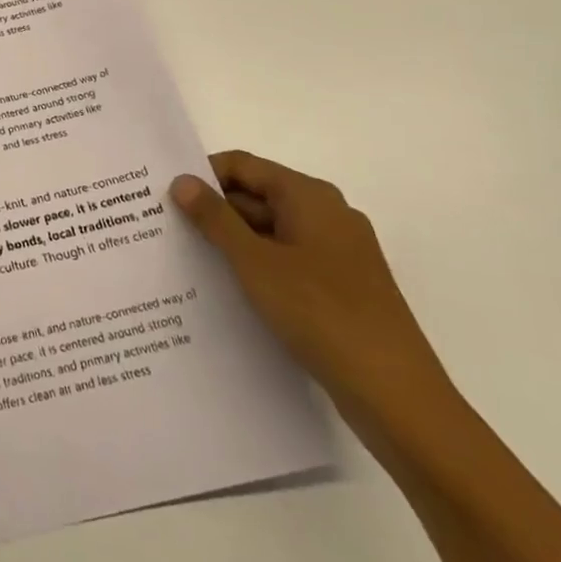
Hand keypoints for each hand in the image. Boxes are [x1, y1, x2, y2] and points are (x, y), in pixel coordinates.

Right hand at [171, 152, 454, 445]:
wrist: (397, 396)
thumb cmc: (322, 314)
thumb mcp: (255, 263)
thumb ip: (215, 219)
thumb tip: (182, 180)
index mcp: (309, 197)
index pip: (243, 165)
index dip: (202, 174)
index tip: (164, 196)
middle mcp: (326, 214)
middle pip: (256, 195)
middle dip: (212, 210)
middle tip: (166, 229)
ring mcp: (336, 253)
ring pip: (269, 231)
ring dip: (230, 241)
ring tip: (186, 259)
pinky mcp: (338, 287)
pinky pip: (285, 260)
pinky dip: (254, 266)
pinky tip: (226, 288)